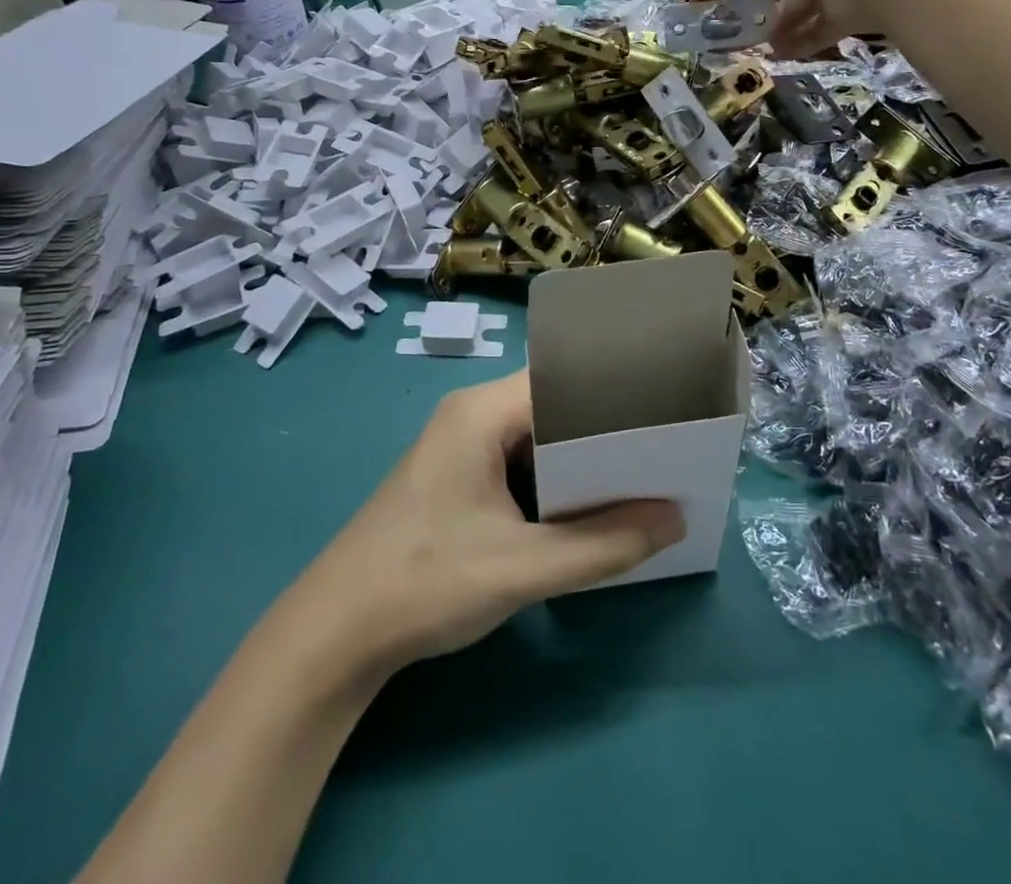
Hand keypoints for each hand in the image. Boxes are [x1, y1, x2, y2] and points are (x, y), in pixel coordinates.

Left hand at [293, 371, 683, 674]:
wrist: (335, 634)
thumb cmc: (426, 582)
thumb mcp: (524, 567)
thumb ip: (603, 545)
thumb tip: (675, 519)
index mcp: (482, 411)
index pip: (563, 377)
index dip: (613, 392)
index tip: (663, 412)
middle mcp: (472, 414)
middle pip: (553, 406)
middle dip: (604, 430)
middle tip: (662, 449)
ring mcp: (461, 446)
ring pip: (537, 438)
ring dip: (580, 461)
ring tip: (640, 475)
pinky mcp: (457, 477)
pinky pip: (518, 463)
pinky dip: (553, 482)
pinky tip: (586, 508)